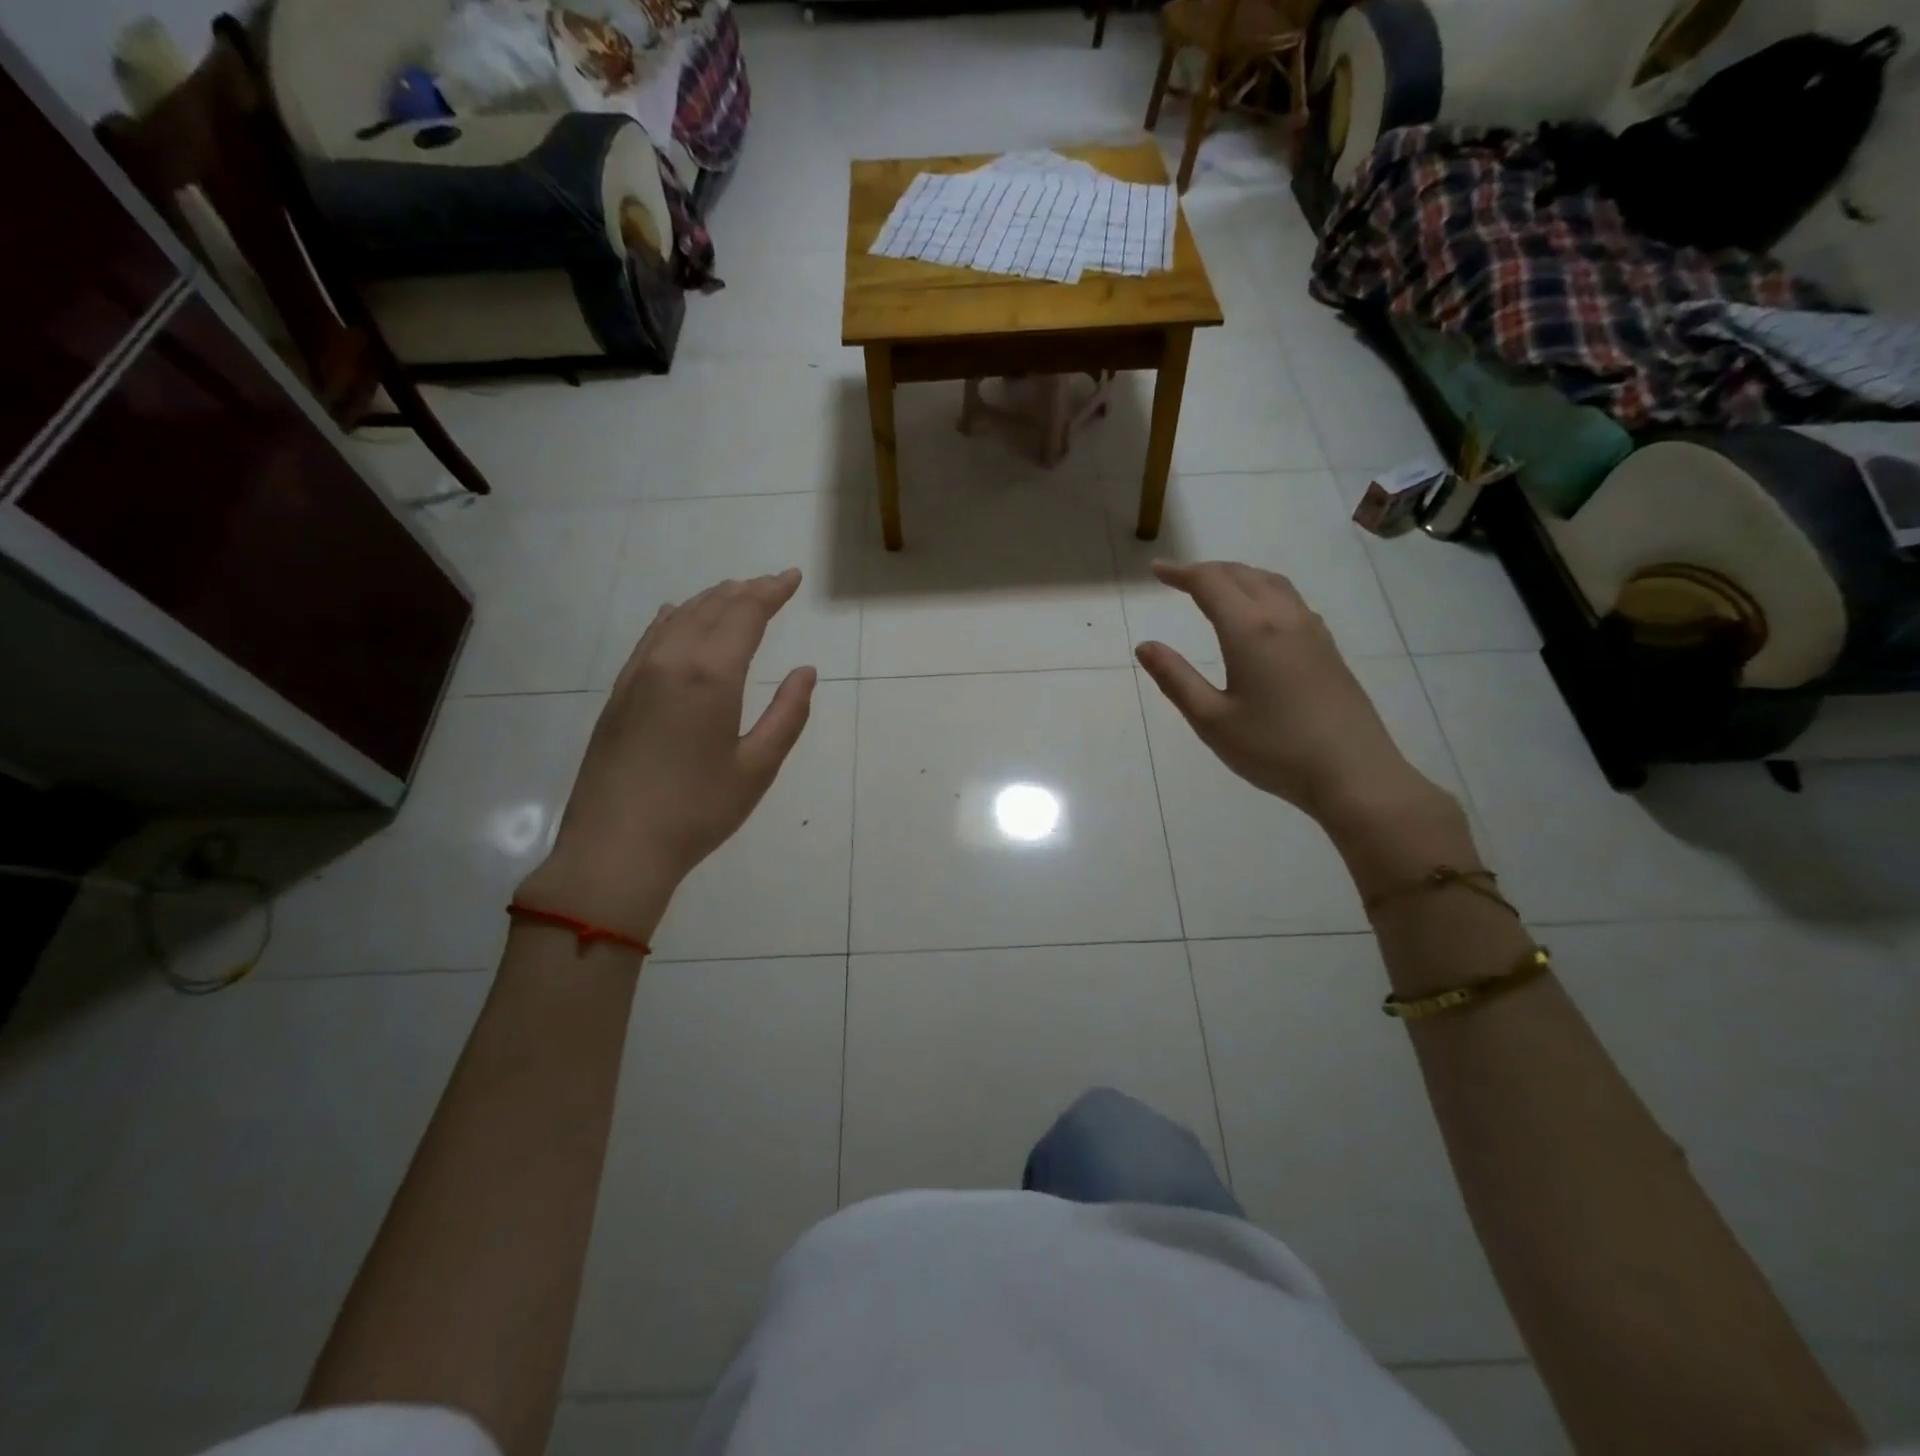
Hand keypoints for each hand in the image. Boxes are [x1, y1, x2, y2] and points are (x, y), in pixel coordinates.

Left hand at [518, 570, 815, 940]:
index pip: (745, 615)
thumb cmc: (697, 811)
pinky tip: (675, 616)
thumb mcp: (757, 767)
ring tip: (733, 592)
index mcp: (710, 676)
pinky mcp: (618, 695)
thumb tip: (806, 672)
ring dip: (710, 601)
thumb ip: (787, 714)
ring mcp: (637, 676)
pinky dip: (672, 619)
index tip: (792, 577)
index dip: (771, 592)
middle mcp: (670, 662)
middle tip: (772, 583)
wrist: (615, 848)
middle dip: (745, 591)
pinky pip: (649, 638)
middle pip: (711, 609)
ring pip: (677, 619)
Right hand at [1135, 560, 1437, 826]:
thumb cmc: (1274, 749)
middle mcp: (1283, 618)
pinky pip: (1290, 600)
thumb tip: (1145, 646)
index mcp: (1250, 631)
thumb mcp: (1212, 720)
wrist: (1353, 773)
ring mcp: (1311, 631)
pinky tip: (1258, 613)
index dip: (1180, 573)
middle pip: (1242, 575)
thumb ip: (1176, 679)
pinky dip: (1262, 590)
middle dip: (1207, 570)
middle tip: (1178, 578)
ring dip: (1238, 576)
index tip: (1156, 571)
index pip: (1210, 584)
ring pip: (1271, 583)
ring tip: (1215, 587)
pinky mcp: (1327, 648)